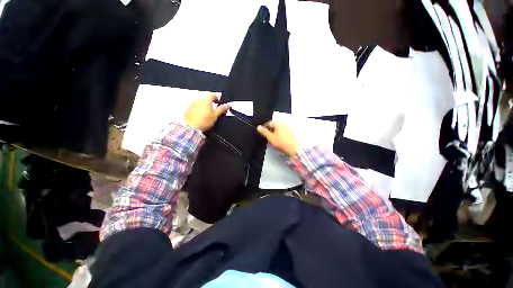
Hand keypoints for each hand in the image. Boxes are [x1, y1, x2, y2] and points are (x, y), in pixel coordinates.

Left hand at [185, 94, 229, 131]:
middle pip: (206, 98)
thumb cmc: (203, 122)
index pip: (213, 94)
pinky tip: (201, 116)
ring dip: (205, 106)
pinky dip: (199, 109)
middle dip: (211, 102)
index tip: (219, 102)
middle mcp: (198, 99)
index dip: (218, 98)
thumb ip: (222, 109)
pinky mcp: (188, 109)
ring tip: (208, 114)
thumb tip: (227, 105)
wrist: (191, 128)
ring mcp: (192, 104)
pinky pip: (195, 106)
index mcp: (206, 100)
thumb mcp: (215, 116)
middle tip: (215, 109)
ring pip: (201, 102)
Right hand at [257, 121, 299, 157]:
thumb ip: (264, 131)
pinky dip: (279, 135)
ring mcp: (288, 128)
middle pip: (274, 126)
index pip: (269, 123)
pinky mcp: (291, 133)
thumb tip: (258, 127)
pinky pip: (283, 133)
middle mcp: (284, 124)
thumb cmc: (281, 143)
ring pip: (278, 129)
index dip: (264, 128)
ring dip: (274, 133)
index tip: (262, 132)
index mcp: (278, 123)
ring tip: (272, 139)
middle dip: (270, 130)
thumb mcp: (270, 137)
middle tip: (267, 136)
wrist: (293, 149)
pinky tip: (278, 141)